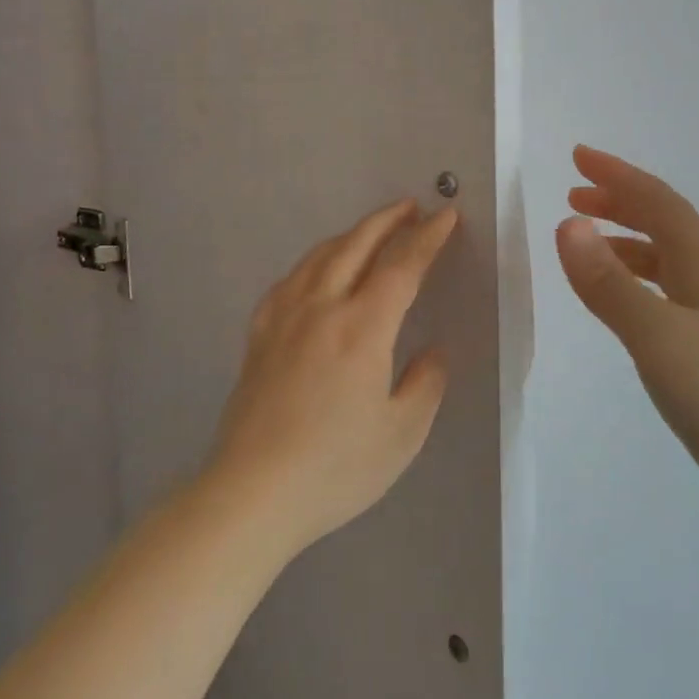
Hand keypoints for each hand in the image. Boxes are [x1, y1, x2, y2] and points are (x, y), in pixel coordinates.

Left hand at [205, 199, 459, 556]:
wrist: (252, 492)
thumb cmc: (334, 467)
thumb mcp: (401, 435)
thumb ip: (424, 384)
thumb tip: (432, 351)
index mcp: (362, 328)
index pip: (402, 266)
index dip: (427, 238)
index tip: (446, 217)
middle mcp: (322, 307)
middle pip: (357, 245)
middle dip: (388, 220)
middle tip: (411, 207)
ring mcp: (284, 316)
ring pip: (321, 256)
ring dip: (351, 234)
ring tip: (370, 230)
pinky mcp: (259, 333)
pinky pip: (290, 280)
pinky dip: (313, 261)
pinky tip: (315, 271)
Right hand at [556, 145, 698, 525]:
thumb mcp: (657, 338)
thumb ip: (609, 283)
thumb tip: (568, 224)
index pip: (657, 201)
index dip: (616, 174)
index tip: (577, 155)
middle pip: (665, 221)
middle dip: (619, 200)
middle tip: (574, 193)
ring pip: (668, 255)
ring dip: (627, 237)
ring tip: (587, 240)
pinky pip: (671, 287)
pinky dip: (638, 275)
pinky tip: (624, 297)